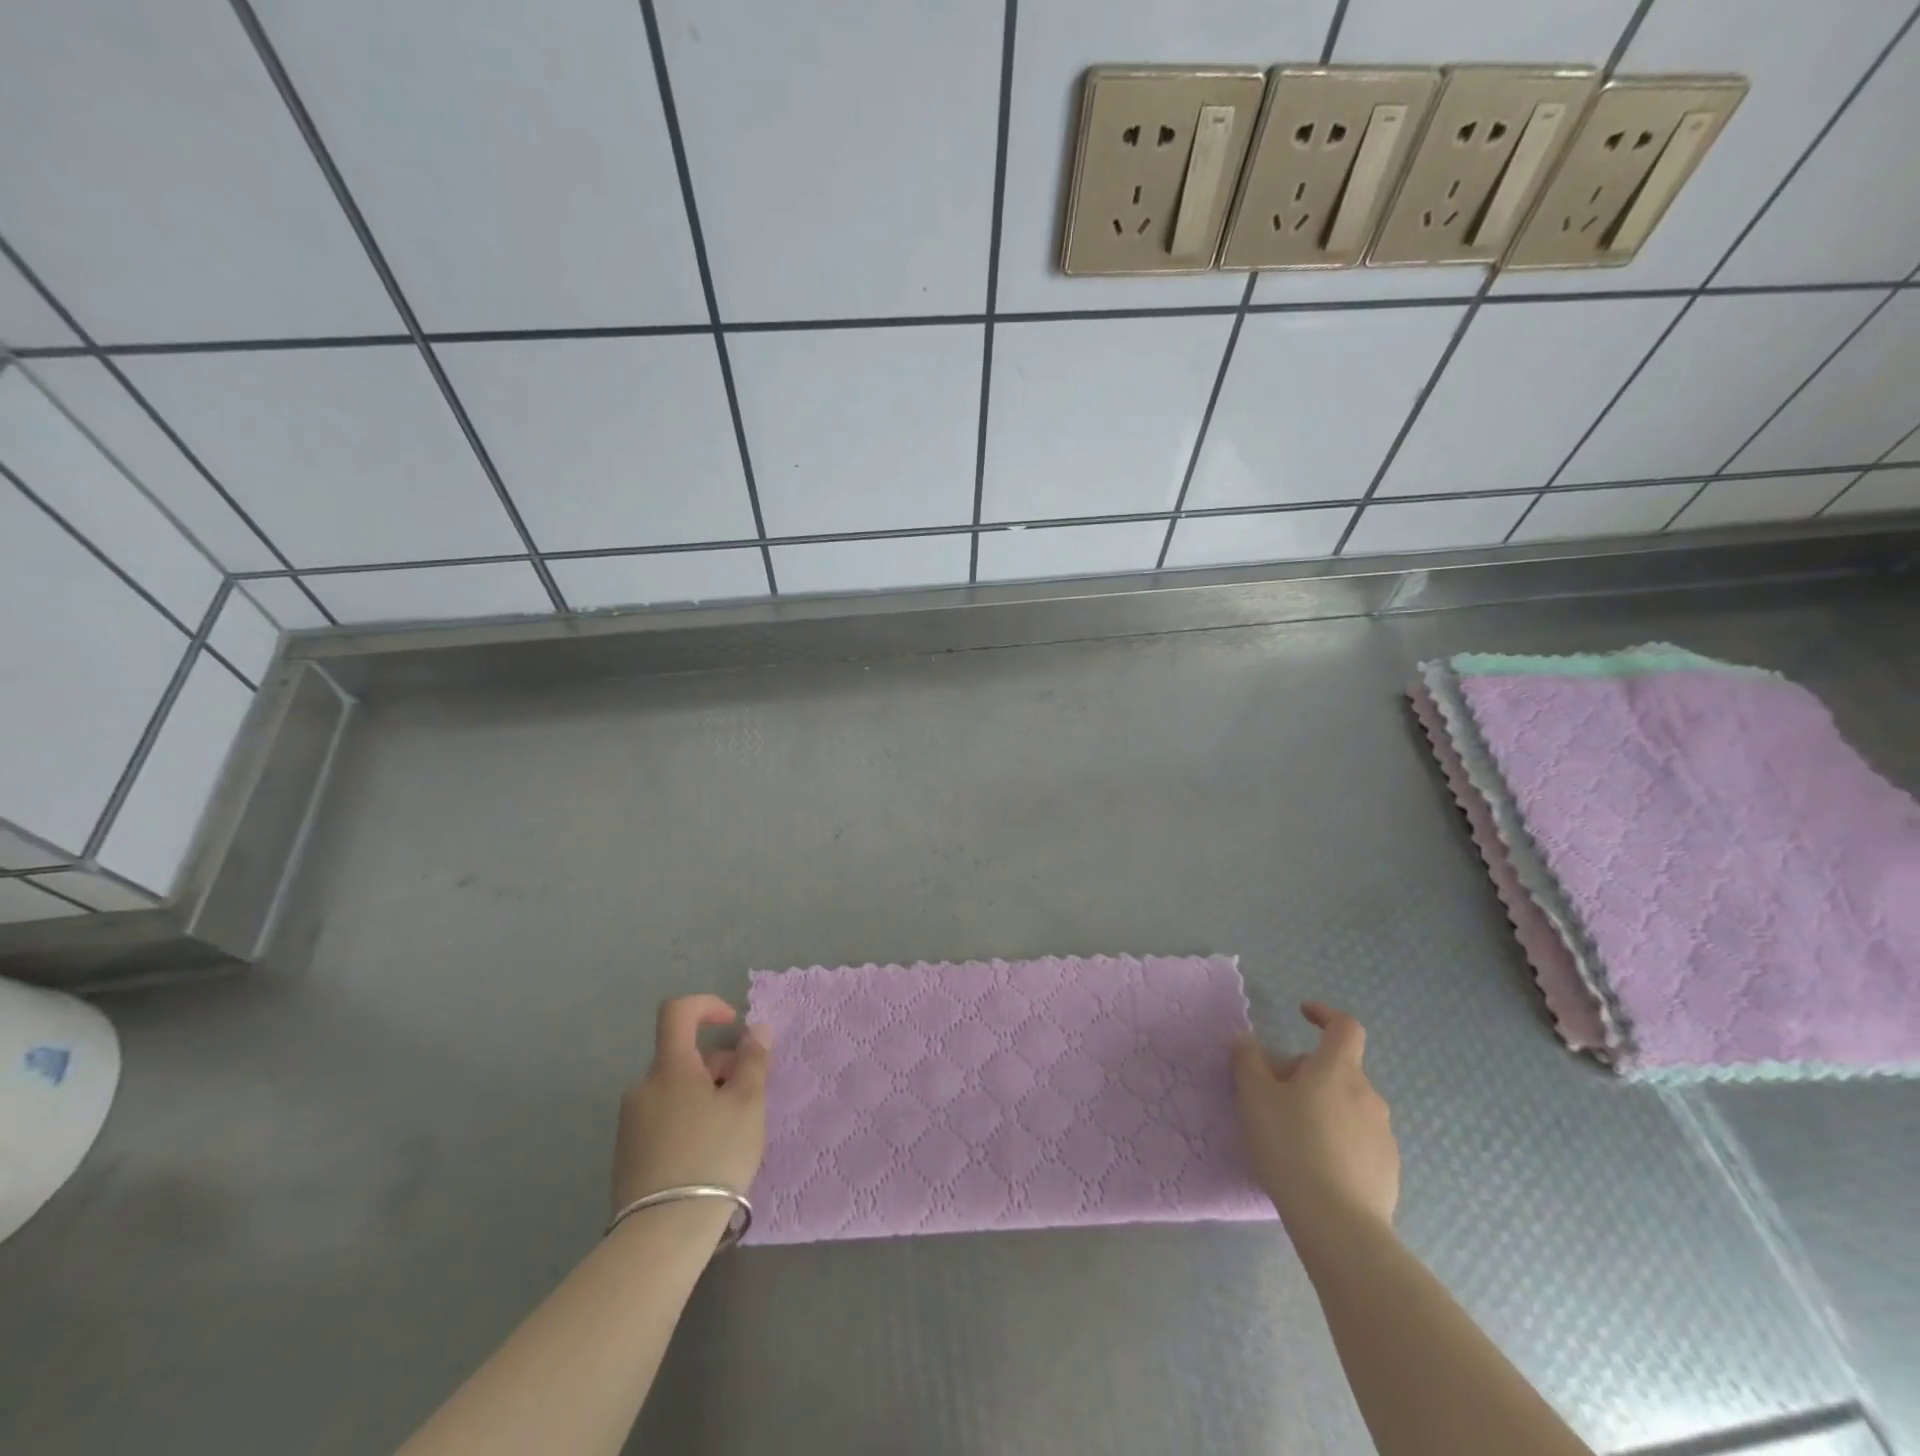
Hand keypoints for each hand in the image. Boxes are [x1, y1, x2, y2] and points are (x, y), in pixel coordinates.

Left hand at [612, 995, 771, 1213]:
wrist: (662, 1234)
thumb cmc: (713, 1155)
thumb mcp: (748, 1103)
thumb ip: (753, 1060)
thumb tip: (754, 1029)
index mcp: (669, 1067)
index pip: (678, 1012)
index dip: (707, 1006)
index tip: (732, 1026)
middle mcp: (643, 1088)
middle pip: (683, 1057)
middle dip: (718, 1066)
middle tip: (747, 1097)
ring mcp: (631, 1123)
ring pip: (675, 1090)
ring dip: (705, 1095)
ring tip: (731, 1131)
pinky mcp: (627, 1155)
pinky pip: (663, 1119)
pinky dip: (688, 1121)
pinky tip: (707, 1155)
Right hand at [1232, 1001, 1398, 1236]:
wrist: (1339, 1225)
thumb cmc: (1291, 1146)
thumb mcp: (1254, 1098)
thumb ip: (1247, 1062)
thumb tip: (1246, 1041)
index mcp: (1338, 1069)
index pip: (1344, 1026)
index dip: (1324, 1014)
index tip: (1303, 1013)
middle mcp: (1368, 1094)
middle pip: (1338, 1069)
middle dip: (1307, 1073)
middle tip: (1274, 1095)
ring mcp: (1383, 1134)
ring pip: (1348, 1105)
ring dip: (1323, 1106)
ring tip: (1292, 1134)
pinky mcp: (1389, 1169)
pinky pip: (1358, 1139)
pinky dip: (1337, 1139)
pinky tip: (1314, 1164)